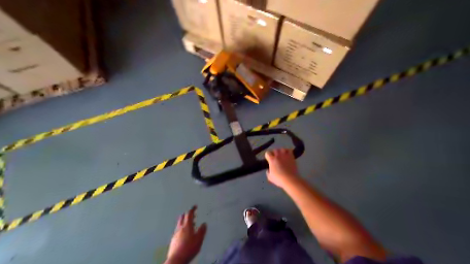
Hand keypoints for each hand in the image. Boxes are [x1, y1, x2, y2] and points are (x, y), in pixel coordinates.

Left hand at [166, 206, 207, 263]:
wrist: (176, 259)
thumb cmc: (189, 248)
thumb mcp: (199, 239)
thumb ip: (202, 231)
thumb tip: (204, 223)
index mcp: (187, 226)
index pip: (189, 214)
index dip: (192, 209)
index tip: (195, 206)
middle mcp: (180, 228)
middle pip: (182, 217)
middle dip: (186, 214)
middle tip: (191, 214)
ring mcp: (175, 234)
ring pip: (179, 224)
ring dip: (184, 221)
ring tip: (189, 223)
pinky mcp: (173, 240)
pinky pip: (177, 230)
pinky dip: (181, 228)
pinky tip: (183, 233)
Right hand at [264, 149, 300, 188]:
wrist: (290, 179)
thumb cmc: (279, 179)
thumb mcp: (270, 177)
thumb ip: (268, 172)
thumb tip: (268, 169)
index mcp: (272, 159)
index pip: (267, 153)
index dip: (267, 156)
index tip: (268, 159)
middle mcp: (278, 155)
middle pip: (275, 150)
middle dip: (274, 153)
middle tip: (275, 157)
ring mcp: (285, 155)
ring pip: (282, 149)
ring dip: (281, 151)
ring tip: (281, 155)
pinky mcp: (291, 157)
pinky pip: (289, 150)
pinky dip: (287, 151)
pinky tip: (287, 155)